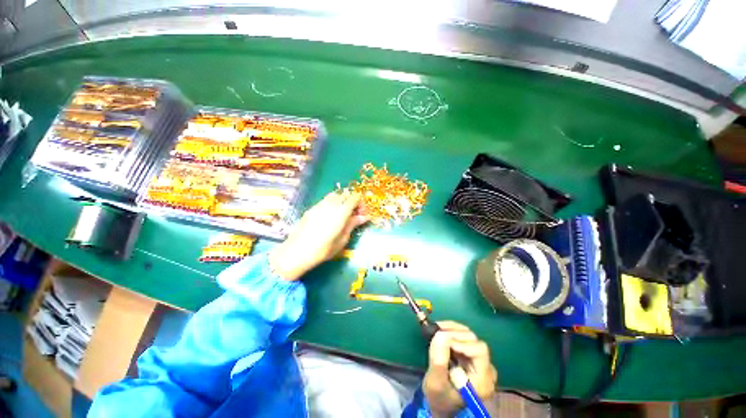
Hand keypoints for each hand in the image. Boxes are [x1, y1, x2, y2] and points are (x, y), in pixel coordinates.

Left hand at [269, 190, 367, 280]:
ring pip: (335, 195)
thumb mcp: (342, 239)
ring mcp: (320, 204)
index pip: (355, 197)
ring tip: (342, 214)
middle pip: (345, 194)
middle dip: (353, 201)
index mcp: (341, 212)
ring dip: (342, 201)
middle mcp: (331, 204)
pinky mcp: (312, 208)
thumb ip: (353, 224)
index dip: (361, 204)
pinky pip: (326, 200)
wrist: (297, 252)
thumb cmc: (323, 249)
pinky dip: (333, 203)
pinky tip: (331, 216)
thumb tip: (364, 217)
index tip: (362, 215)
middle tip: (354, 215)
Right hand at [423, 321, 497, 417]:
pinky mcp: (471, 355)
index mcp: (482, 381)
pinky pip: (464, 337)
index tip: (443, 339)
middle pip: (475, 342)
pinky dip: (452, 330)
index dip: (461, 342)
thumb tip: (440, 334)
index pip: (479, 351)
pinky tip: (441, 329)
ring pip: (470, 336)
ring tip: (437, 327)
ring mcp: (479, 361)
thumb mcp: (435, 382)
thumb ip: (439, 360)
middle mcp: (486, 369)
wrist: (440, 403)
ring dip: (452, 329)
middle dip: (455, 334)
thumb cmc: (439, 397)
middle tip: (437, 331)